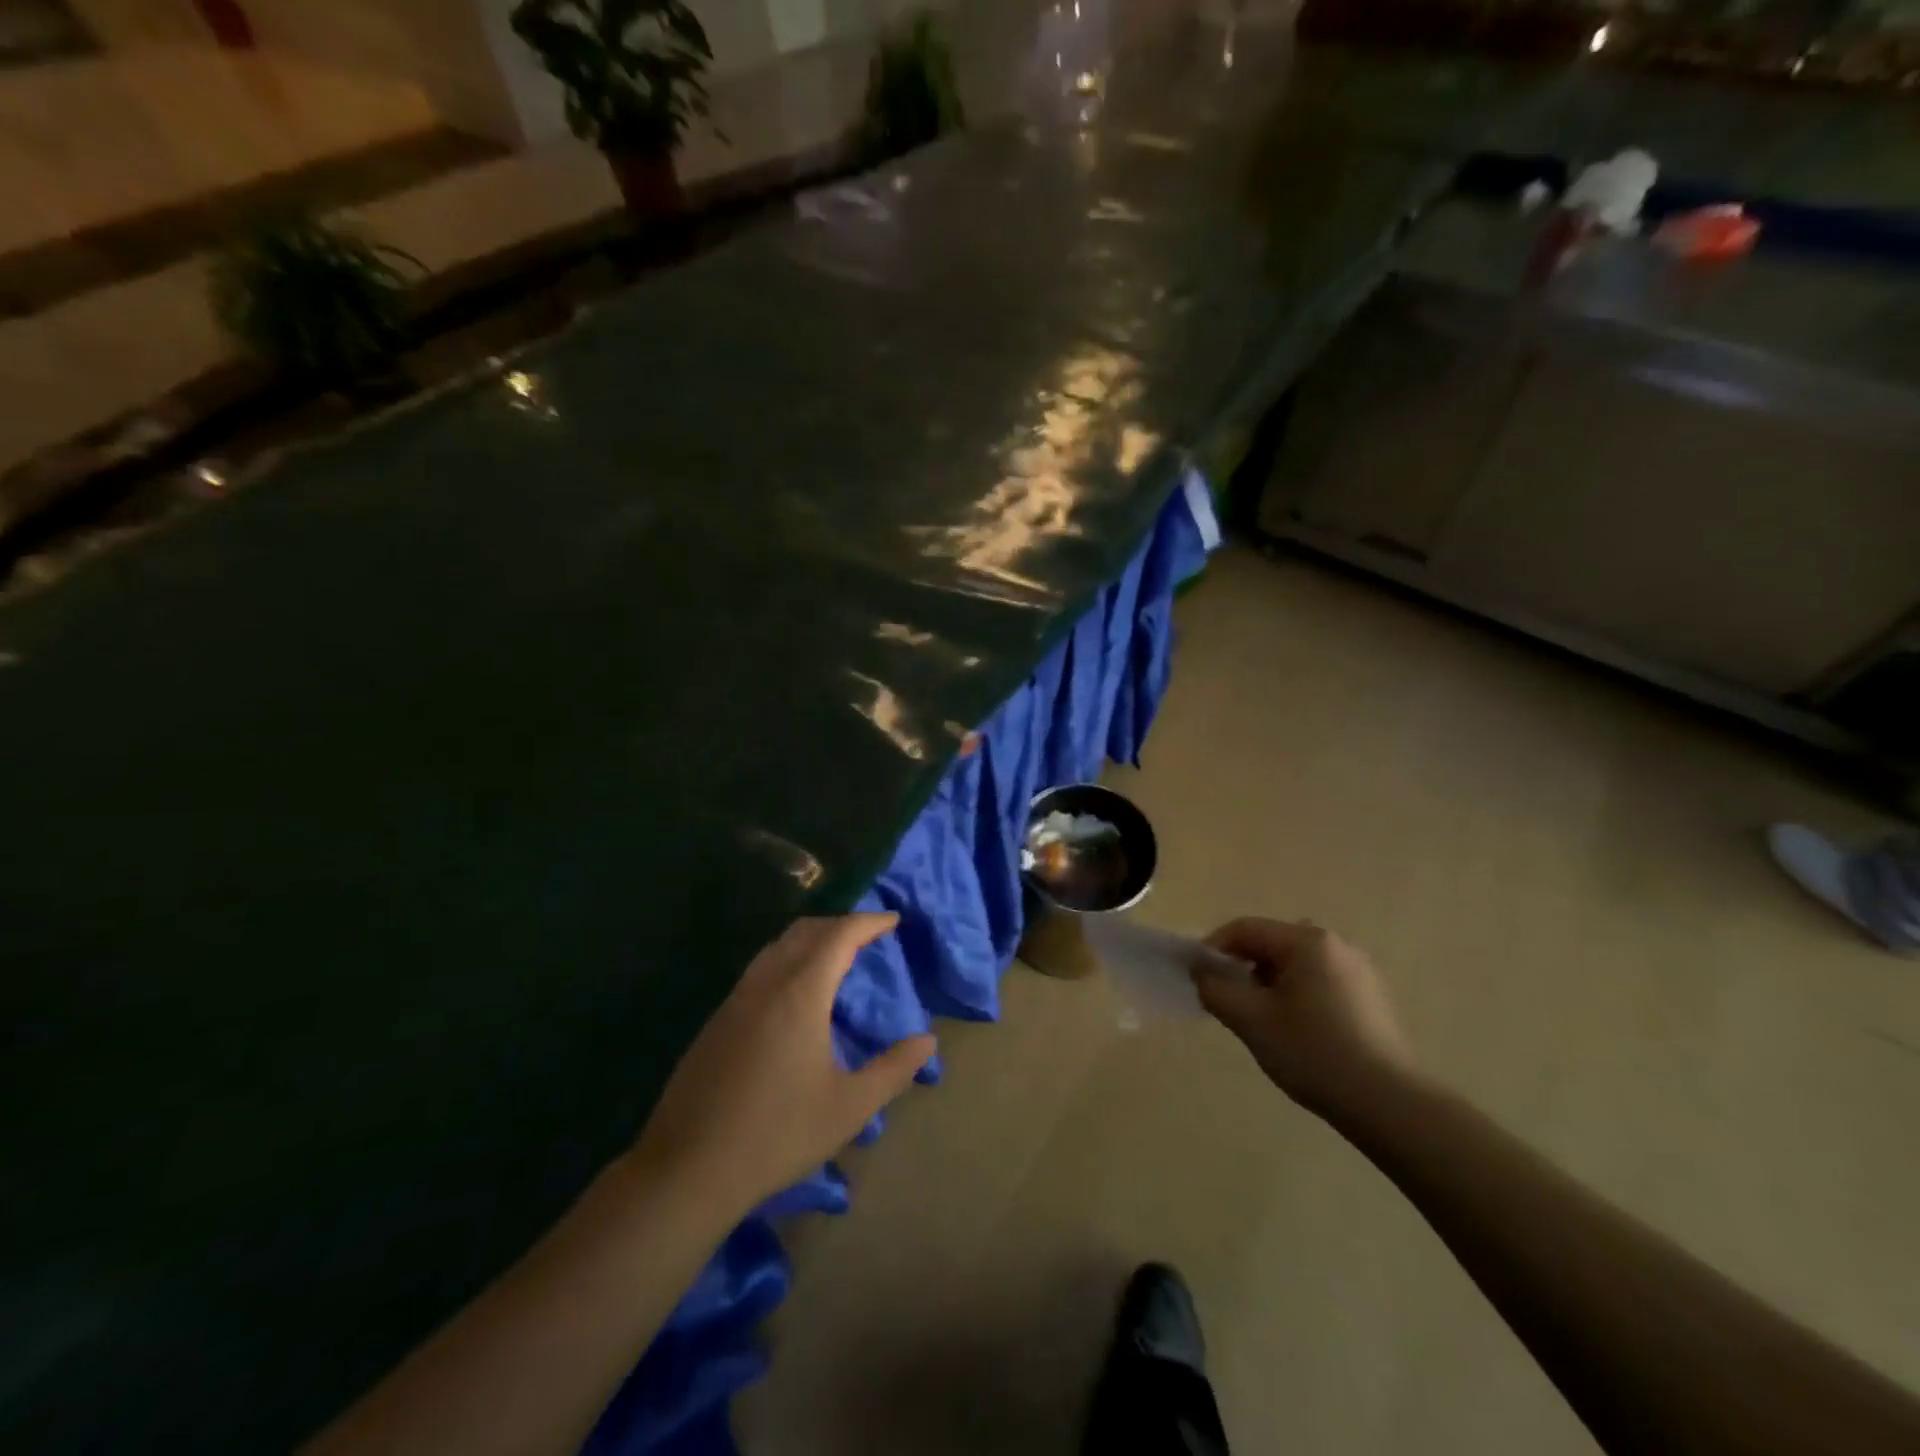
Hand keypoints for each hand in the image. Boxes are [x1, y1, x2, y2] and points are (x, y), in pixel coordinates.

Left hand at [631, 914, 935, 1216]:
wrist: (688, 1168)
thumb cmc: (777, 1134)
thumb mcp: (849, 1107)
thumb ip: (893, 1070)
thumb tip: (927, 1041)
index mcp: (800, 993)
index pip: (839, 936)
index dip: (868, 922)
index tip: (893, 920)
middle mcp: (766, 983)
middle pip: (805, 931)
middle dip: (840, 924)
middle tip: (869, 936)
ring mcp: (736, 999)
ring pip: (777, 947)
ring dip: (811, 939)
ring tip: (836, 956)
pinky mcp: (717, 1019)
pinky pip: (759, 968)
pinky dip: (787, 959)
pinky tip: (795, 993)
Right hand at [1191, 918, 1415, 1120]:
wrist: (1390, 1104)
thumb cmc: (1314, 1053)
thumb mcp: (1251, 1020)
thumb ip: (1215, 989)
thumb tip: (1201, 972)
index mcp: (1307, 941)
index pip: (1244, 929)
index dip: (1213, 948)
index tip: (1197, 978)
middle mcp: (1335, 944)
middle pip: (1271, 943)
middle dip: (1241, 967)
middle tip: (1227, 1001)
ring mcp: (1358, 970)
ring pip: (1294, 964)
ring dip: (1268, 982)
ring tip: (1259, 1020)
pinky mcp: (1370, 997)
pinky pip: (1318, 980)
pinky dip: (1295, 994)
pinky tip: (1296, 1030)